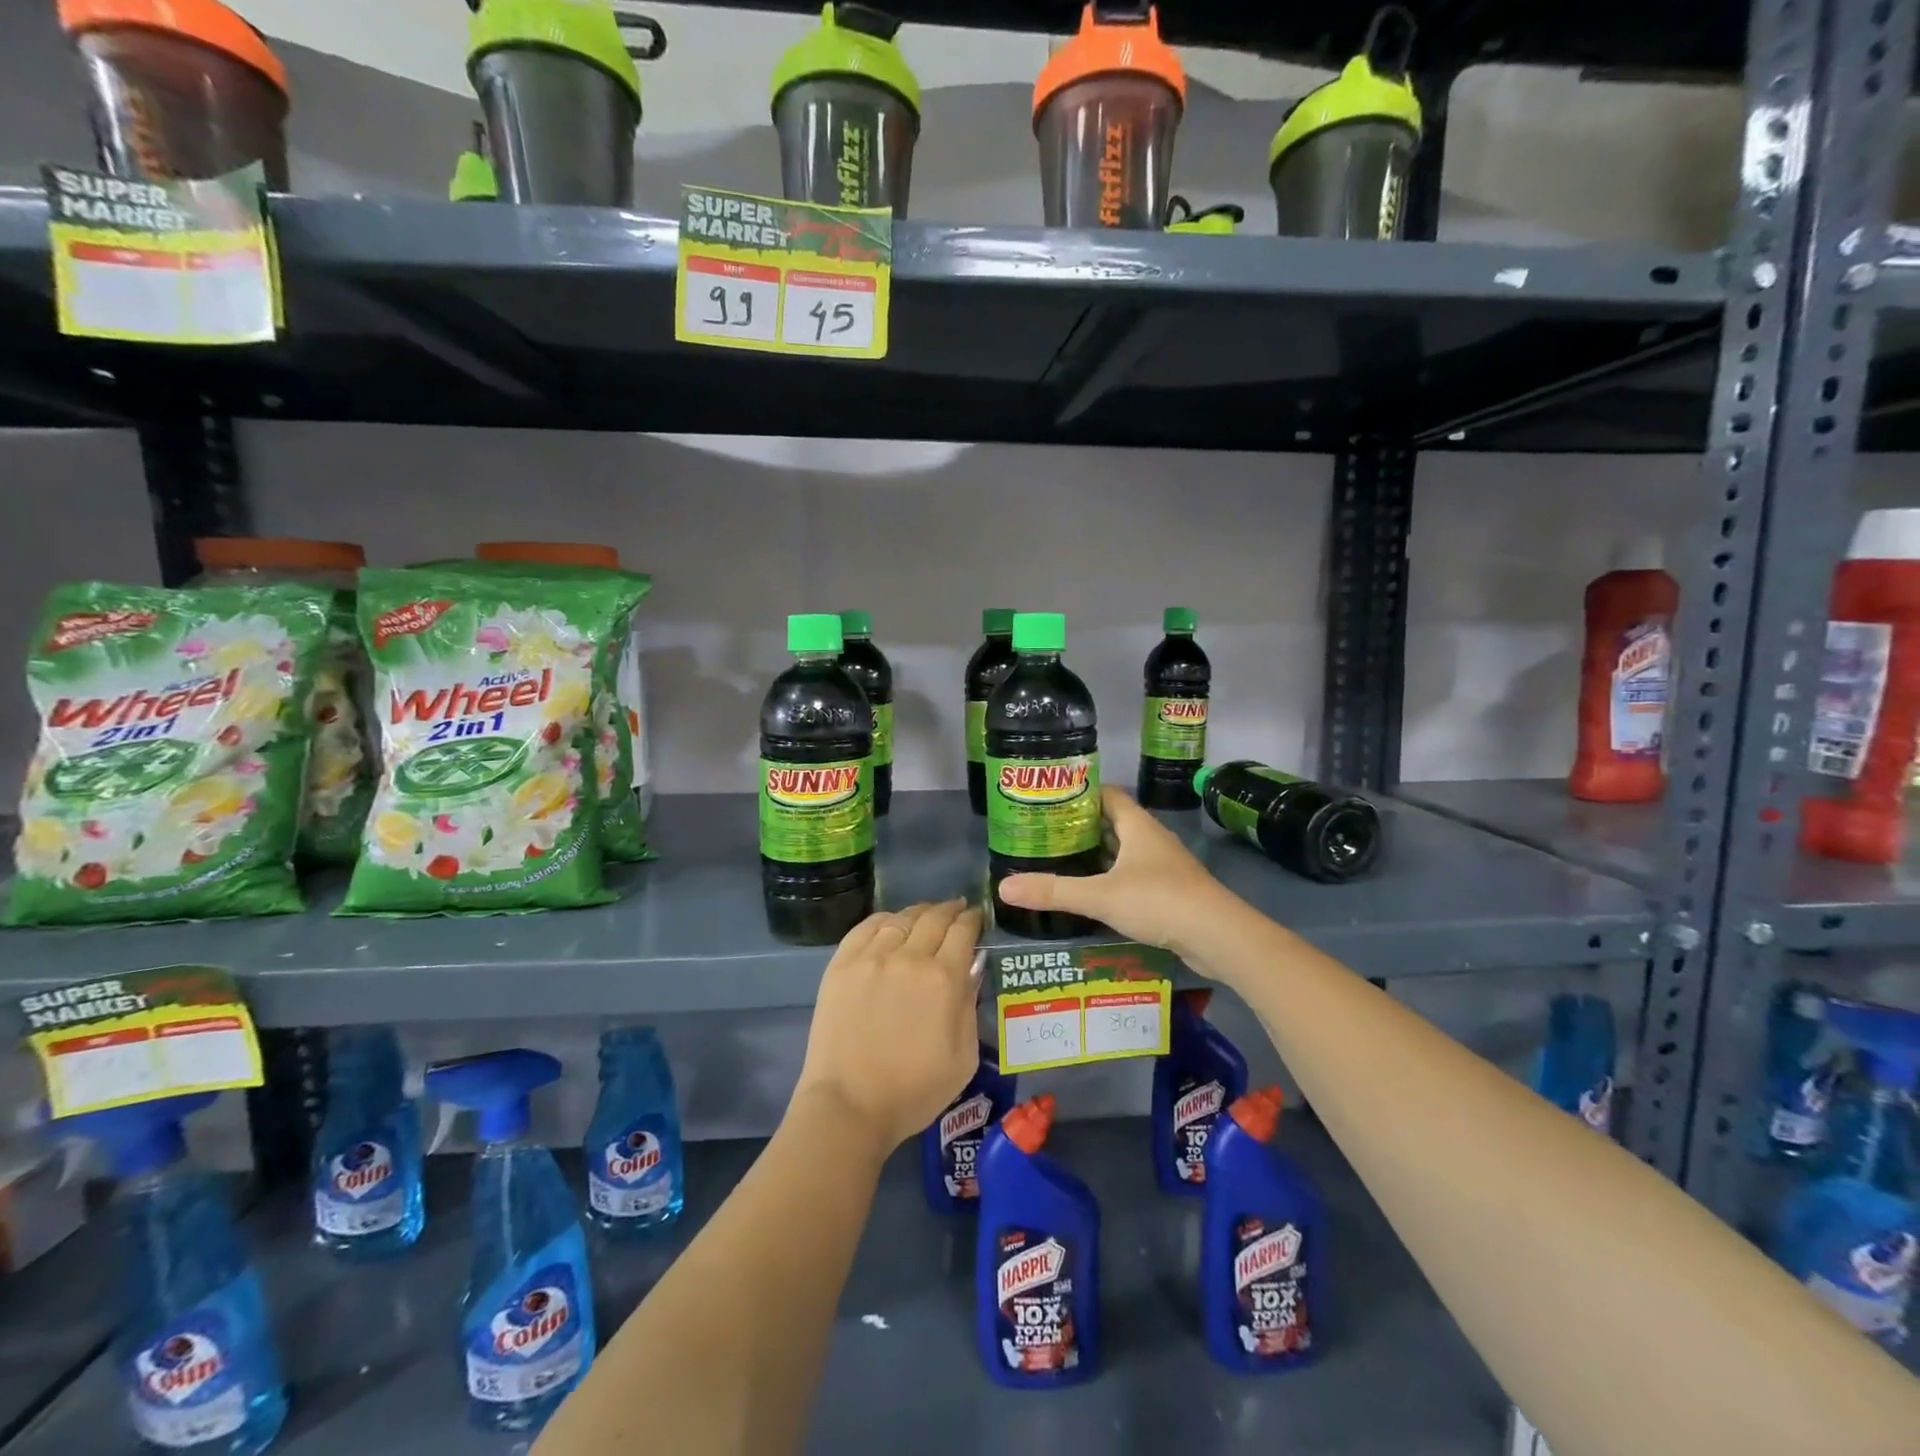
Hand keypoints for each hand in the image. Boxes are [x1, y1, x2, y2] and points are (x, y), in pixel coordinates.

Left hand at [793, 899, 982, 1150]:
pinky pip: (866, 927)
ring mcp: (872, 957)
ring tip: (926, 915)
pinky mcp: (842, 964)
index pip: (963, 932)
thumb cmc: (914, 1091)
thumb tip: (971, 971)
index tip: (977, 917)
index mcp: (944, 979)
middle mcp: (910, 957)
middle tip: (957, 908)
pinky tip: (891, 922)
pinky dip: (885, 919)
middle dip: (950, 910)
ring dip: (919, 912)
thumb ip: (970, 1008)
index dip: (973, 920)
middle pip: (935, 918)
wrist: (849, 1105)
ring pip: (901, 918)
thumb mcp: (963, 1058)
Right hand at [999, 787, 1234, 957]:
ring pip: (1123, 852)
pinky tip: (1092, 895)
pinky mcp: (1169, 891)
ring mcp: (1163, 866)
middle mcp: (1151, 839)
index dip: (1080, 793)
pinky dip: (1112, 879)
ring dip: (1097, 855)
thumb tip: (1003, 887)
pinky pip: (1133, 876)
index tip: (1049, 801)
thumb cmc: (1159, 900)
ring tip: (1062, 862)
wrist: (1218, 936)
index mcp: (1137, 826)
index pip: (1107, 794)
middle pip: (1113, 823)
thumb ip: (1054, 891)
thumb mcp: (1100, 896)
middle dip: (1081, 827)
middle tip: (1045, 835)